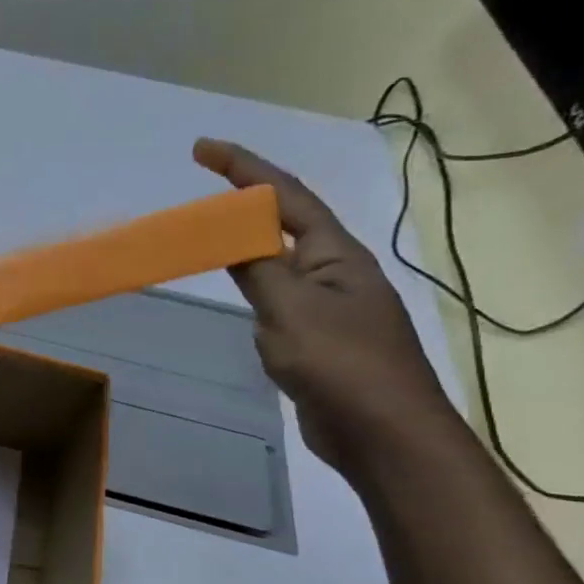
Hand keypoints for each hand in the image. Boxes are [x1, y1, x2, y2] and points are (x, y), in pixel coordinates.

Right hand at [193, 139, 457, 472]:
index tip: (202, 149)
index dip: (244, 168)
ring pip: (278, 262)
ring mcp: (327, 307)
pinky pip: (275, 298)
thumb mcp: (289, 309)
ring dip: (246, 242)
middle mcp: (335, 272)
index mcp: (335, 256)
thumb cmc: (340, 364)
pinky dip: (250, 284)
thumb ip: (256, 268)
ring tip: (209, 234)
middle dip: (245, 200)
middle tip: (201, 190)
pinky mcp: (316, 339)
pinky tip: (235, 292)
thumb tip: (230, 236)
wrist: (382, 433)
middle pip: (285, 223)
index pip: (286, 197)